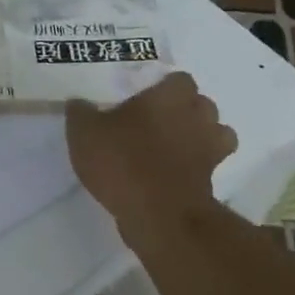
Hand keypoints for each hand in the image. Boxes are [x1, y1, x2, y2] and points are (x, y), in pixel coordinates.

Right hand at [66, 72, 237, 230]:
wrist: (159, 215)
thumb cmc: (123, 160)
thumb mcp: (85, 132)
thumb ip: (81, 112)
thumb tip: (79, 103)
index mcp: (170, 96)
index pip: (180, 79)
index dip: (164, 87)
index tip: (144, 97)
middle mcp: (197, 117)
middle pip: (202, 105)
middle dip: (185, 110)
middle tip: (155, 121)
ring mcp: (210, 151)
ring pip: (215, 134)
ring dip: (198, 137)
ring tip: (170, 147)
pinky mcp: (212, 182)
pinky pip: (208, 167)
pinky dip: (195, 168)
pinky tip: (170, 174)